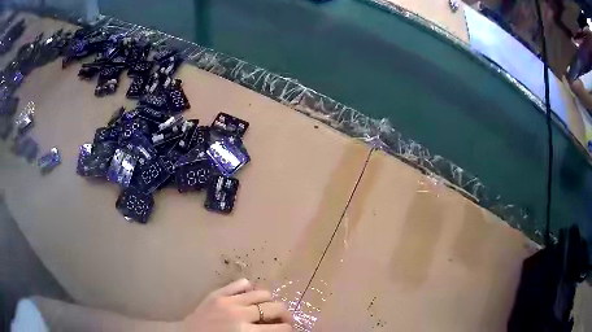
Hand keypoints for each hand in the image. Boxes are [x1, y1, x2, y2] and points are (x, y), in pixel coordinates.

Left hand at [182, 278, 292, 331]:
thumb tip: (278, 329)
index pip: (280, 328)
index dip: (289, 329)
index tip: (289, 329)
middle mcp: (240, 314)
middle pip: (274, 308)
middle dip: (285, 314)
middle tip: (283, 319)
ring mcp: (228, 300)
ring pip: (262, 293)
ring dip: (269, 301)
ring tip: (267, 307)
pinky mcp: (218, 293)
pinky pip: (240, 283)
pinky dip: (249, 288)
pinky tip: (249, 296)